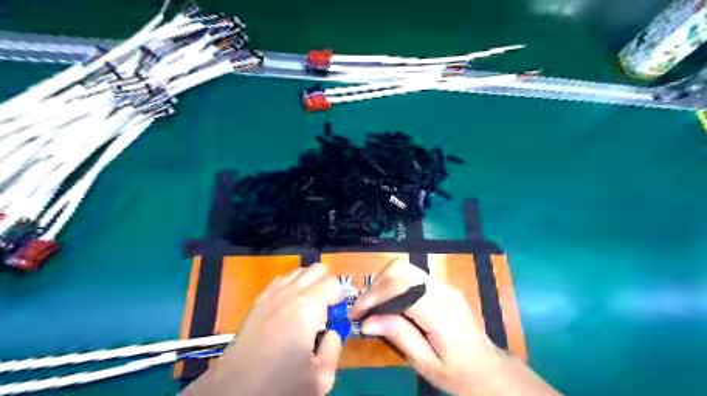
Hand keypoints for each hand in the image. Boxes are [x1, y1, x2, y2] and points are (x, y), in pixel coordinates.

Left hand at [186, 263, 343, 395]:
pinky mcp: (258, 301)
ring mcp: (271, 294)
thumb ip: (335, 347)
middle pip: (316, 270)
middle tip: (325, 308)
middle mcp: (290, 293)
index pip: (332, 282)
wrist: (235, 389)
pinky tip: (288, 307)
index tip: (336, 314)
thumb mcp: (320, 377)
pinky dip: (290, 286)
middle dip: (326, 284)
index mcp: (308, 307)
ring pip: (297, 272)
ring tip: (307, 307)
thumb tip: (333, 332)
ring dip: (308, 283)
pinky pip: (280, 280)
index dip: (339, 296)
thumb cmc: (280, 383)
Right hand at [350, 261, 498, 395]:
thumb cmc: (459, 373)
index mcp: (441, 312)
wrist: (490, 368)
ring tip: (372, 305)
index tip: (355, 314)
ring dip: (382, 282)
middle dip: (374, 286)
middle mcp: (443, 290)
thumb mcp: (426, 364)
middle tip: (362, 309)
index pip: (399, 288)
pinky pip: (411, 275)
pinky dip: (393, 283)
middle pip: (399, 269)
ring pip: (404, 267)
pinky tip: (387, 302)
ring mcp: (444, 284)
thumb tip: (368, 322)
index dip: (372, 296)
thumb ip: (399, 337)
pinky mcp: (442, 285)